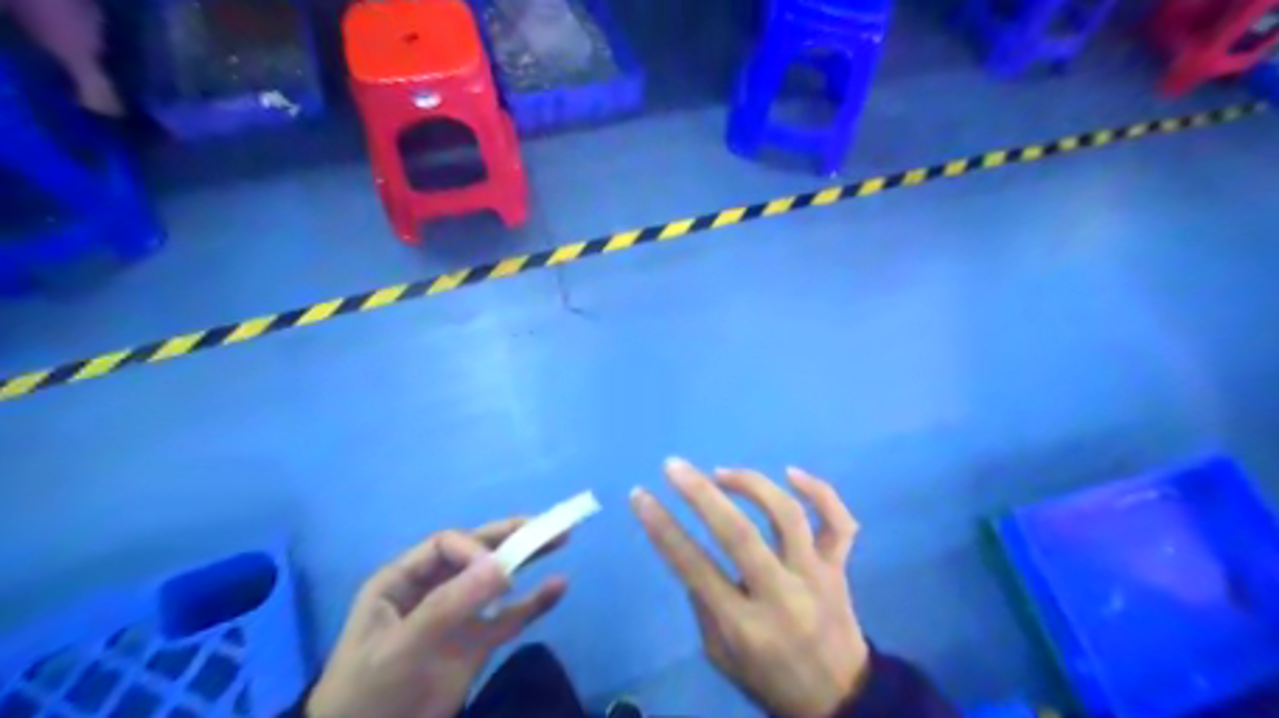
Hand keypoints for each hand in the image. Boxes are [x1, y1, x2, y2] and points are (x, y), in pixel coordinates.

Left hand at [306, 520, 566, 717]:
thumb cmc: (368, 691)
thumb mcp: (401, 647)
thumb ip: (449, 605)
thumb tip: (502, 566)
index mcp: (402, 580)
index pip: (446, 545)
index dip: (475, 549)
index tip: (498, 571)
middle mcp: (433, 590)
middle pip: (476, 553)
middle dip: (511, 536)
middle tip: (547, 525)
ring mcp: (457, 617)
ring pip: (497, 580)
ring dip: (528, 560)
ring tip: (561, 538)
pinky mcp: (476, 644)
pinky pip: (510, 617)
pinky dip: (534, 603)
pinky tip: (558, 587)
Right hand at [627, 460, 869, 717]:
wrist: (840, 702)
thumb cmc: (769, 679)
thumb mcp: (720, 656)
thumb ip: (704, 604)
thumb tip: (692, 553)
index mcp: (744, 625)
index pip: (694, 566)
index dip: (662, 528)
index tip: (640, 496)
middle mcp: (780, 594)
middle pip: (740, 533)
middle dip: (701, 493)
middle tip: (674, 466)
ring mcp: (815, 576)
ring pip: (787, 516)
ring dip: (751, 485)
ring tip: (722, 473)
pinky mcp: (839, 567)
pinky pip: (839, 522)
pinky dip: (820, 492)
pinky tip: (791, 473)